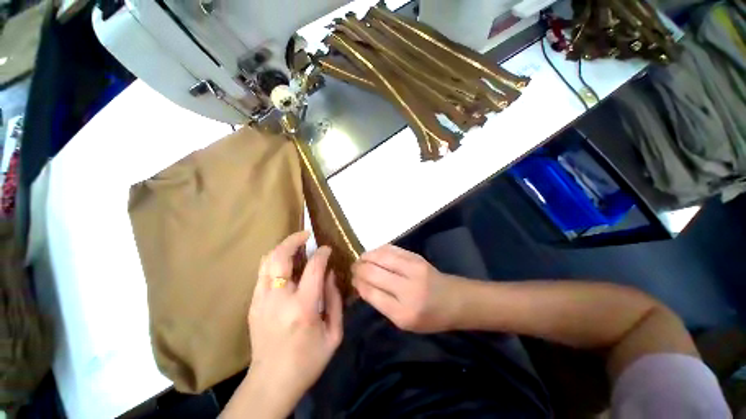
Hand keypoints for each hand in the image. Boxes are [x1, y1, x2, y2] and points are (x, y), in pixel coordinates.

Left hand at [245, 231, 342, 412]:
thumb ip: (335, 299)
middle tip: (306, 234)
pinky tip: (286, 264)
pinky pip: (262, 272)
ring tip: (295, 245)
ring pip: (267, 261)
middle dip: (293, 239)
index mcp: (302, 308)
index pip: (314, 268)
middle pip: (280, 257)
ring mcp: (261, 301)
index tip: (327, 249)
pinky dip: (274, 261)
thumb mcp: (334, 333)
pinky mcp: (253, 304)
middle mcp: (278, 299)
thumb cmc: (308, 360)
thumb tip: (330, 273)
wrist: (271, 383)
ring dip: (282, 247)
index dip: (322, 253)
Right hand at [352, 244, 465, 332]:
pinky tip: (373, 253)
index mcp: (403, 313)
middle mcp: (408, 289)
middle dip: (358, 269)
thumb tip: (361, 284)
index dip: (358, 284)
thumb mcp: (404, 321)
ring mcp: (413, 269)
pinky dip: (378, 250)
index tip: (352, 280)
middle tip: (353, 268)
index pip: (371, 293)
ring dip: (366, 256)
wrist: (454, 300)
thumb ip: (381, 303)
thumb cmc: (429, 317)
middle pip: (373, 272)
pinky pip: (391, 249)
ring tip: (360, 260)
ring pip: (381, 257)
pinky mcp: (416, 257)